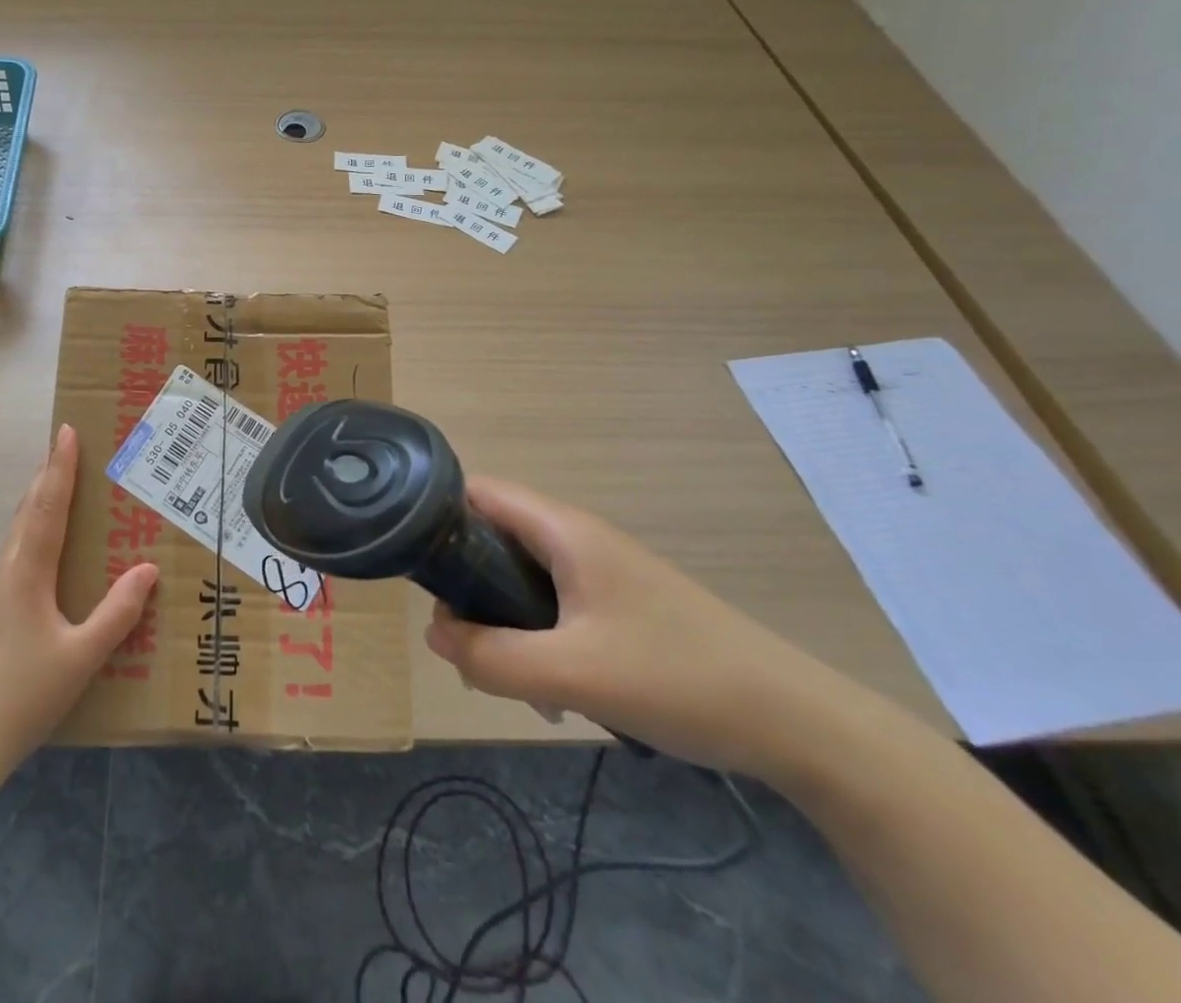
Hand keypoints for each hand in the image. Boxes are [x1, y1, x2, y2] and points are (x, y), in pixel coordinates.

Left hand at [0, 424, 157, 767]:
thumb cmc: (28, 693)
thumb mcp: (83, 656)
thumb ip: (117, 613)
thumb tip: (148, 570)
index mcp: (28, 575)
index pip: (48, 509)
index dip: (59, 469)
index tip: (65, 432)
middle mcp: (7, 572)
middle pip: (28, 512)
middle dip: (46, 476)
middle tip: (63, 446)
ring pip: (18, 533)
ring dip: (37, 502)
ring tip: (55, 484)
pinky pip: (15, 555)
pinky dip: (32, 532)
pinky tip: (44, 548)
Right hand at [425, 477, 848, 776]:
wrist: (797, 722)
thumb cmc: (678, 679)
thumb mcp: (572, 674)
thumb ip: (491, 656)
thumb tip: (435, 635)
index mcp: (564, 530)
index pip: (479, 492)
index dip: (438, 517)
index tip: (417, 567)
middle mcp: (577, 538)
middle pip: (494, 538)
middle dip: (468, 588)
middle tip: (466, 645)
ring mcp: (601, 572)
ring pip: (522, 578)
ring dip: (503, 622)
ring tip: (510, 678)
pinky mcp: (619, 605)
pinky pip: (553, 606)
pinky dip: (536, 638)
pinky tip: (554, 690)